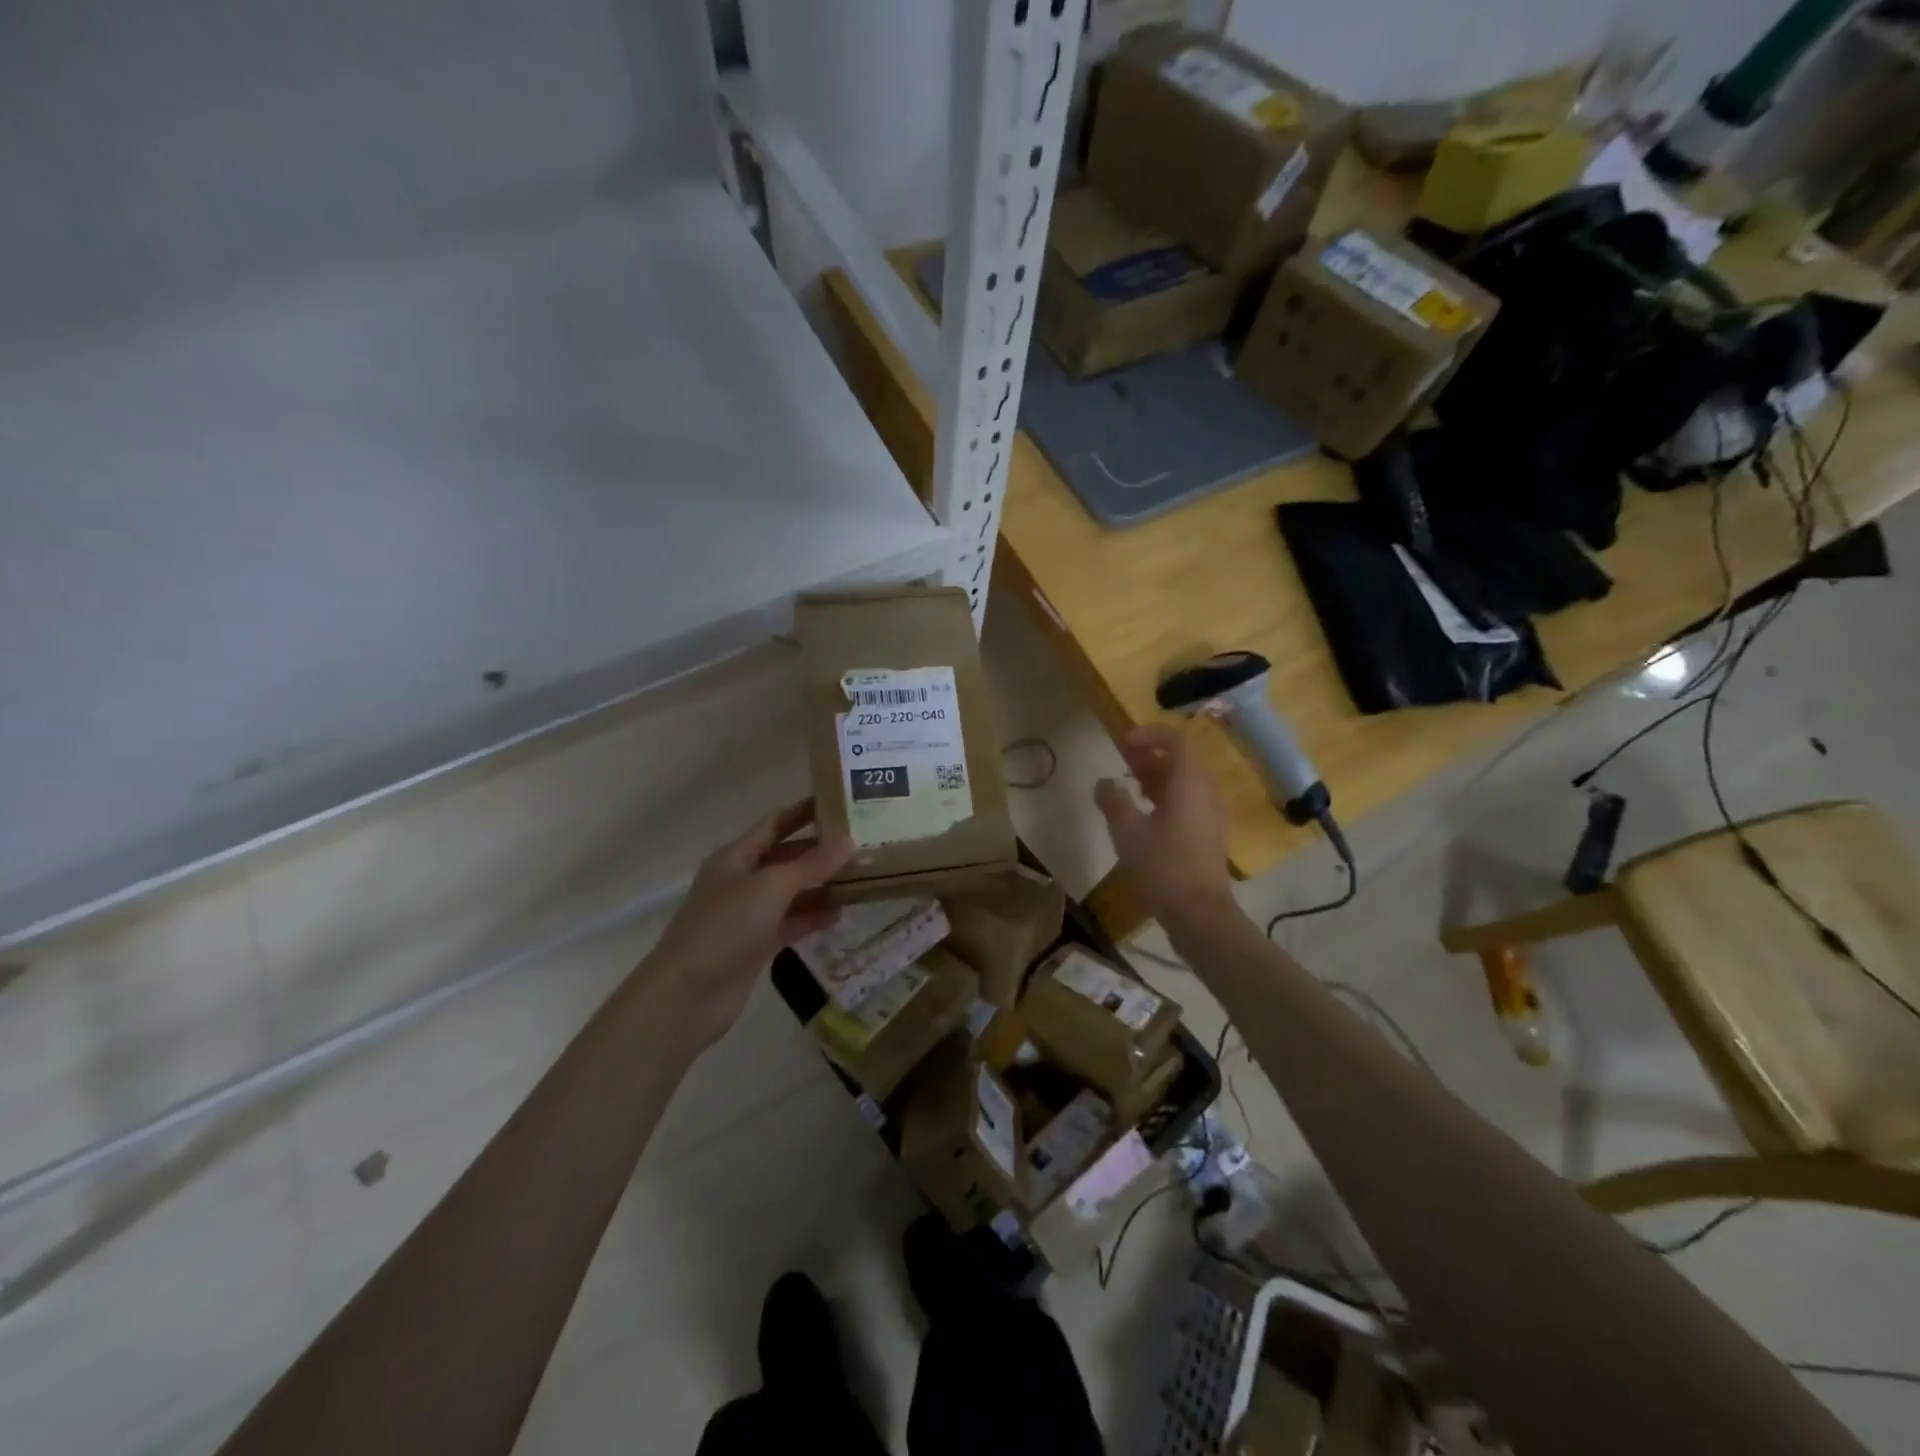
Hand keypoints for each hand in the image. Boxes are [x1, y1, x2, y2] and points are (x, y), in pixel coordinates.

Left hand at [643, 799, 853, 1052]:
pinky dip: (813, 917)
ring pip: (792, 892)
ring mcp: (749, 914)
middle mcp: (742, 880)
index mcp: (736, 856)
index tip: (840, 802)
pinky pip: (791, 922)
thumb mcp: (771, 887)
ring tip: (862, 880)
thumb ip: (811, 864)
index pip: (775, 823)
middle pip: (787, 857)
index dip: (804, 811)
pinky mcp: (757, 945)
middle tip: (863, 845)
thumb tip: (849, 841)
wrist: (687, 996)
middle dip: (821, 852)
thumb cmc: (725, 928)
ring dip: (822, 886)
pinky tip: (840, 915)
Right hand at [1094, 724, 1234, 927]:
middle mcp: (1205, 791)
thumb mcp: (1127, 830)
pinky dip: (1165, 797)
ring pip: (1184, 782)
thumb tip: (1104, 782)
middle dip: (1150, 755)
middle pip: (1181, 759)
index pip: (1176, 740)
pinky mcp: (1208, 834)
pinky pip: (1187, 802)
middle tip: (1121, 760)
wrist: (1198, 913)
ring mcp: (1210, 814)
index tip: (1122, 743)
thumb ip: (1113, 800)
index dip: (1149, 735)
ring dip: (1156, 776)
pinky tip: (1143, 814)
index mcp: (1190, 782)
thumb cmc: (1162, 866)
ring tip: (1128, 784)